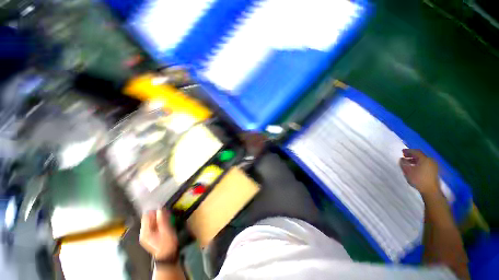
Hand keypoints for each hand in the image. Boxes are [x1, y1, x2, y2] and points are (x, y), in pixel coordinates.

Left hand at [139, 209, 177, 259]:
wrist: (167, 255)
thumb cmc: (167, 243)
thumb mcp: (166, 230)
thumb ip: (162, 219)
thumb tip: (160, 209)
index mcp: (145, 232)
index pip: (146, 216)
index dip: (154, 212)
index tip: (163, 211)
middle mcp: (143, 233)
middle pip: (148, 219)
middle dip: (157, 216)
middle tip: (166, 216)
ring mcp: (146, 235)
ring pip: (151, 222)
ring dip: (158, 219)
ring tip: (167, 220)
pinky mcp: (150, 236)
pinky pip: (153, 225)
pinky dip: (158, 223)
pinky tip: (164, 224)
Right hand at [399, 149, 439, 195]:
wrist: (430, 190)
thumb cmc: (418, 179)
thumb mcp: (407, 171)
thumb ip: (403, 163)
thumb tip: (402, 159)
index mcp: (424, 159)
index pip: (416, 152)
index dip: (408, 151)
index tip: (402, 151)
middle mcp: (430, 161)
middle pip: (420, 155)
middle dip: (412, 155)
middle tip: (404, 156)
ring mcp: (433, 166)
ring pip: (423, 160)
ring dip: (415, 160)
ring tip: (408, 162)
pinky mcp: (434, 171)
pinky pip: (425, 164)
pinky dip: (419, 163)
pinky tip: (415, 167)